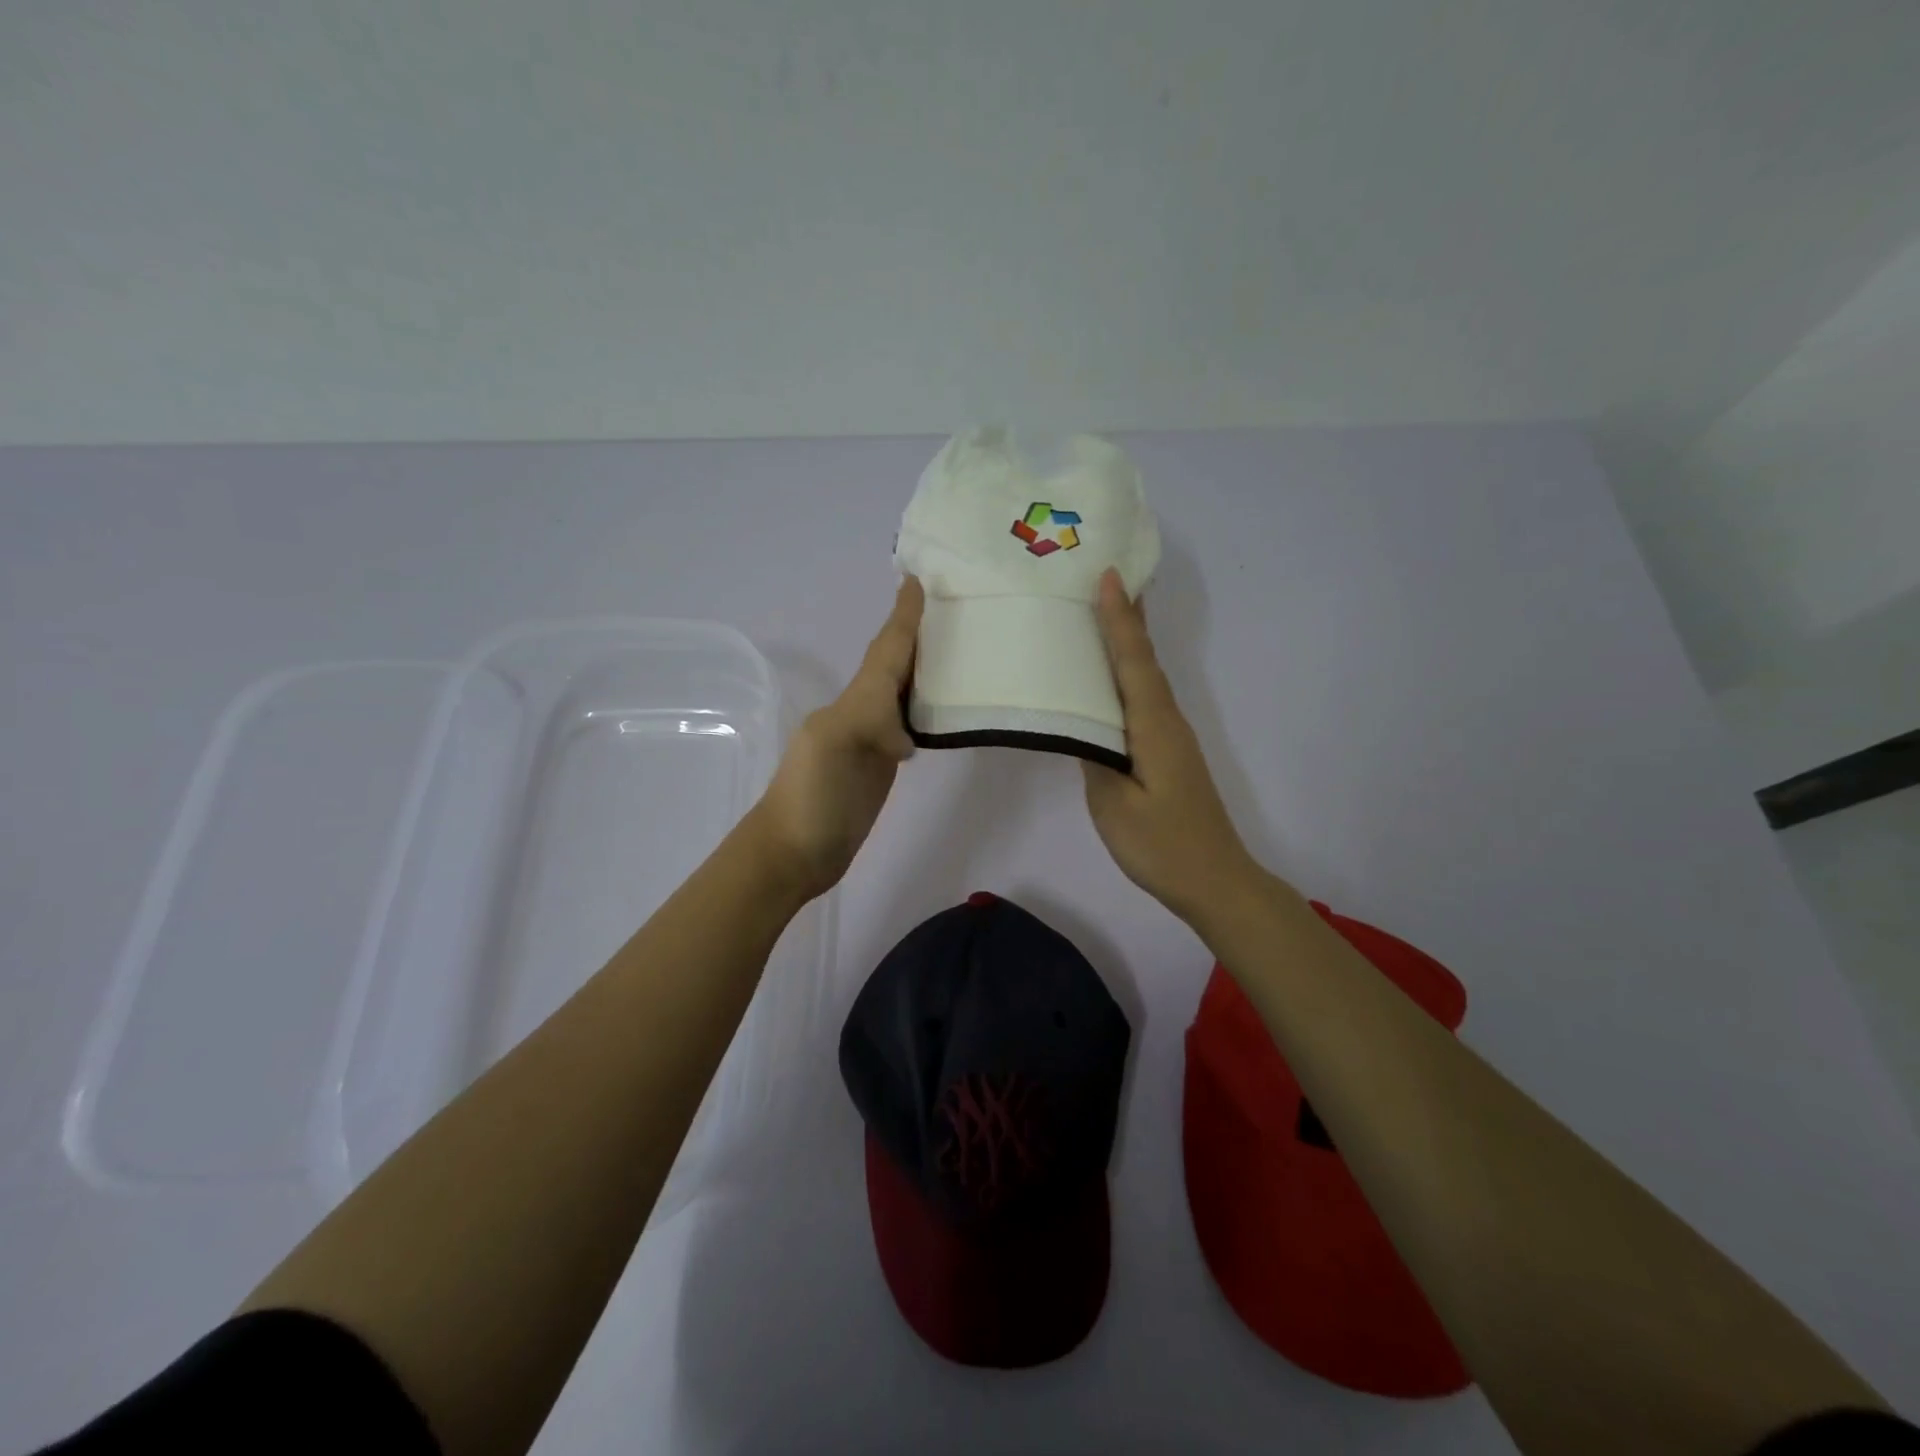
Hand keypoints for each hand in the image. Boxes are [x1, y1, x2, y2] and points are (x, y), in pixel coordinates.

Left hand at [747, 576, 922, 900]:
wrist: (793, 855)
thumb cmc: (810, 801)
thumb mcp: (832, 749)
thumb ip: (868, 721)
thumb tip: (905, 735)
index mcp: (853, 701)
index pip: (885, 652)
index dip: (903, 618)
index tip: (919, 580)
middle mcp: (863, 711)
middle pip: (895, 664)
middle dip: (918, 633)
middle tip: (954, 604)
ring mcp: (872, 740)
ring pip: (902, 691)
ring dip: (925, 665)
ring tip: (959, 644)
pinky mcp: (882, 766)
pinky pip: (909, 723)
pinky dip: (927, 705)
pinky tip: (944, 704)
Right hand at [1082, 569, 1262, 924]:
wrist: (1215, 881)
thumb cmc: (1162, 846)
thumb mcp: (1114, 806)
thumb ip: (1095, 759)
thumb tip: (1083, 726)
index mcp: (1154, 728)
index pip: (1134, 662)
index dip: (1120, 619)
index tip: (1109, 575)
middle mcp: (1168, 722)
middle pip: (1146, 661)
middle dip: (1129, 618)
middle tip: (1109, 577)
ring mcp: (1172, 738)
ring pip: (1148, 678)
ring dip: (1130, 642)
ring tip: (1107, 613)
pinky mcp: (1169, 754)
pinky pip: (1146, 699)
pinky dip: (1131, 674)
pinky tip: (1115, 679)